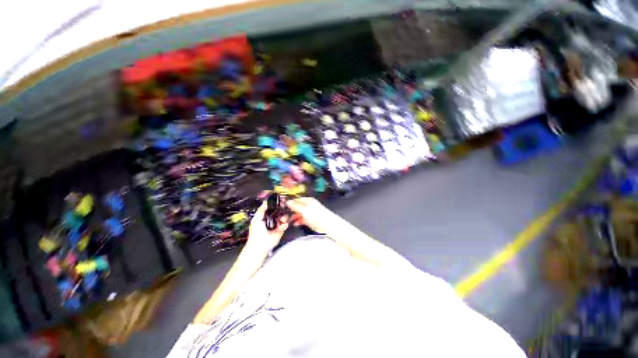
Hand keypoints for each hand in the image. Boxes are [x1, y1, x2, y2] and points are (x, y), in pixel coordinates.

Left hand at [246, 201, 288, 252]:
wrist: (260, 245)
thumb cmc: (256, 234)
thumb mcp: (256, 219)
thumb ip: (261, 209)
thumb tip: (266, 202)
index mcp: (265, 216)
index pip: (272, 207)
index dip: (276, 204)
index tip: (280, 200)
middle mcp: (272, 219)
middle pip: (280, 210)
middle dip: (282, 209)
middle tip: (283, 208)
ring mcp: (277, 224)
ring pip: (284, 216)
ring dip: (284, 217)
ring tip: (281, 220)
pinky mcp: (281, 229)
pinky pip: (286, 223)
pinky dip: (284, 224)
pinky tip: (280, 227)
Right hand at [286, 197, 338, 233]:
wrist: (327, 224)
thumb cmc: (318, 216)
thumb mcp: (304, 210)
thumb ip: (295, 206)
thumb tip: (288, 201)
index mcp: (308, 200)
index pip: (297, 200)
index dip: (290, 203)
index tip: (284, 206)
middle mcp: (309, 206)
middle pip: (298, 207)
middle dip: (292, 211)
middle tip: (286, 215)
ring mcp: (310, 213)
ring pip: (300, 213)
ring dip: (295, 217)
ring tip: (290, 220)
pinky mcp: (311, 219)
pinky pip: (303, 219)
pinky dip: (299, 221)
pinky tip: (296, 223)